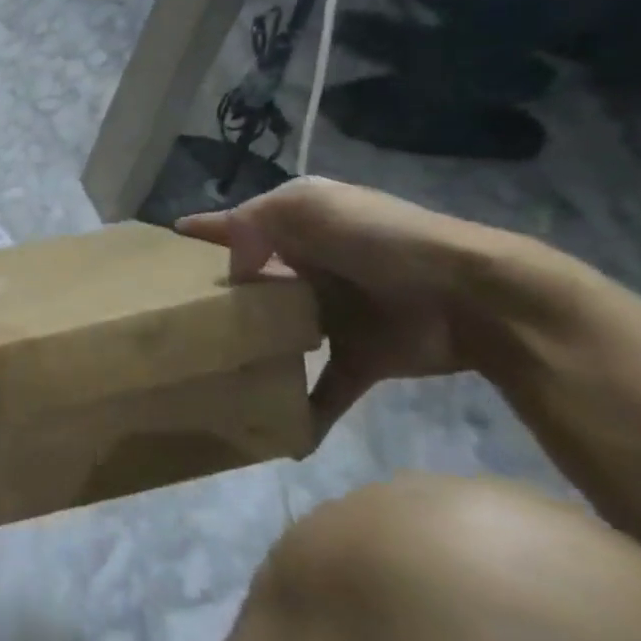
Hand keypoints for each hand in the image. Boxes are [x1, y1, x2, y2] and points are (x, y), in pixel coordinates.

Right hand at [177, 177, 500, 425]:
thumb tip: (235, 271)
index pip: (239, 225)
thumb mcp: (307, 206)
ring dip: (252, 350)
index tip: (164, 246)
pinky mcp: (361, 357)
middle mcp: (312, 267)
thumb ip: (253, 223)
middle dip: (220, 299)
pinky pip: (325, 388)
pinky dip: (307, 411)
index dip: (203, 233)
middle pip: (254, 284)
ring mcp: (337, 314)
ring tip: (209, 368)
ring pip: (280, 333)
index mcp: (300, 225)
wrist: (475, 297)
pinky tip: (280, 434)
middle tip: (174, 319)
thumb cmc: (383, 240)